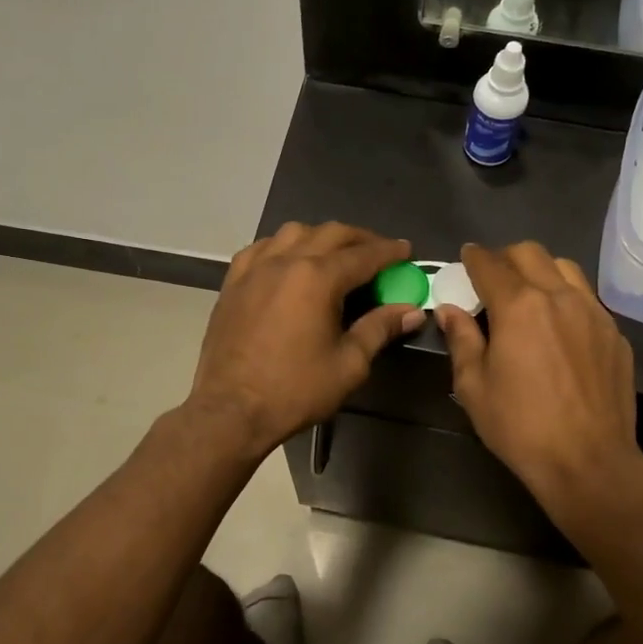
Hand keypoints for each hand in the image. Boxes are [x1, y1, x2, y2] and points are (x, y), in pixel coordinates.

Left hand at [187, 222, 421, 456]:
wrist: (231, 410)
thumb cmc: (295, 390)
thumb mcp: (349, 364)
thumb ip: (379, 329)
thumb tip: (412, 311)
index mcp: (317, 278)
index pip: (363, 255)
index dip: (389, 251)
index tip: (406, 251)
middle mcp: (286, 261)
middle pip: (330, 234)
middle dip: (360, 238)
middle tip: (378, 251)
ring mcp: (254, 269)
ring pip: (293, 233)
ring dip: (321, 236)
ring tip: (334, 253)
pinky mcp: (233, 283)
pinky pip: (261, 248)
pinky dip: (282, 247)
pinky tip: (288, 261)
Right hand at [436, 242, 642, 516]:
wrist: (589, 461)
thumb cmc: (521, 427)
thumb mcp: (474, 387)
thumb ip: (461, 340)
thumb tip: (449, 310)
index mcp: (518, 306)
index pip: (490, 265)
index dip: (473, 258)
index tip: (466, 258)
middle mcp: (559, 297)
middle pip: (530, 253)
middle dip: (506, 257)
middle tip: (493, 277)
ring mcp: (593, 312)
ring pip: (565, 267)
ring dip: (540, 270)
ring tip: (529, 294)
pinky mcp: (615, 333)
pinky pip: (587, 298)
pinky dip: (566, 297)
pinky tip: (559, 326)